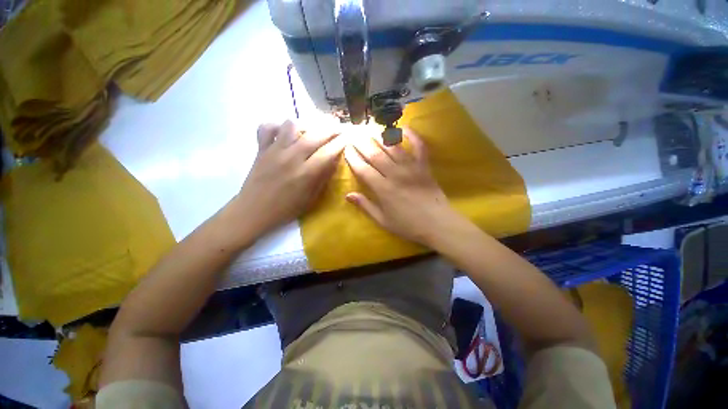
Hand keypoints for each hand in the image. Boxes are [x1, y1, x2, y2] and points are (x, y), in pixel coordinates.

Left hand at [234, 120, 343, 235]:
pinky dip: (277, 126)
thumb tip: (335, 160)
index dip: (341, 142)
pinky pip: (267, 127)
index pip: (329, 152)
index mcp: (306, 174)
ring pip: (292, 124)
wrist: (254, 211)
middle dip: (331, 128)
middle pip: (315, 134)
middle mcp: (292, 158)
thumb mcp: (312, 198)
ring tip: (311, 132)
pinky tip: (285, 133)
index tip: (349, 136)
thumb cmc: (287, 209)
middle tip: (338, 128)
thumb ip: (324, 177)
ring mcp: (274, 151)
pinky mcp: (261, 149)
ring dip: (305, 125)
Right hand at [344, 129, 463, 245]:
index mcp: (383, 189)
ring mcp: (411, 168)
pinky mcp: (424, 166)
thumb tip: (348, 195)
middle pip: (375, 155)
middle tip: (354, 134)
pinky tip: (404, 127)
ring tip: (371, 129)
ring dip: (380, 137)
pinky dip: (413, 136)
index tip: (346, 149)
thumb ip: (365, 206)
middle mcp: (395, 174)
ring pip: (393, 148)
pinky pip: (419, 147)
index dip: (353, 158)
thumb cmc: (408, 226)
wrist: (437, 224)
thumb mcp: (383, 221)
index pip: (363, 169)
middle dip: (362, 143)